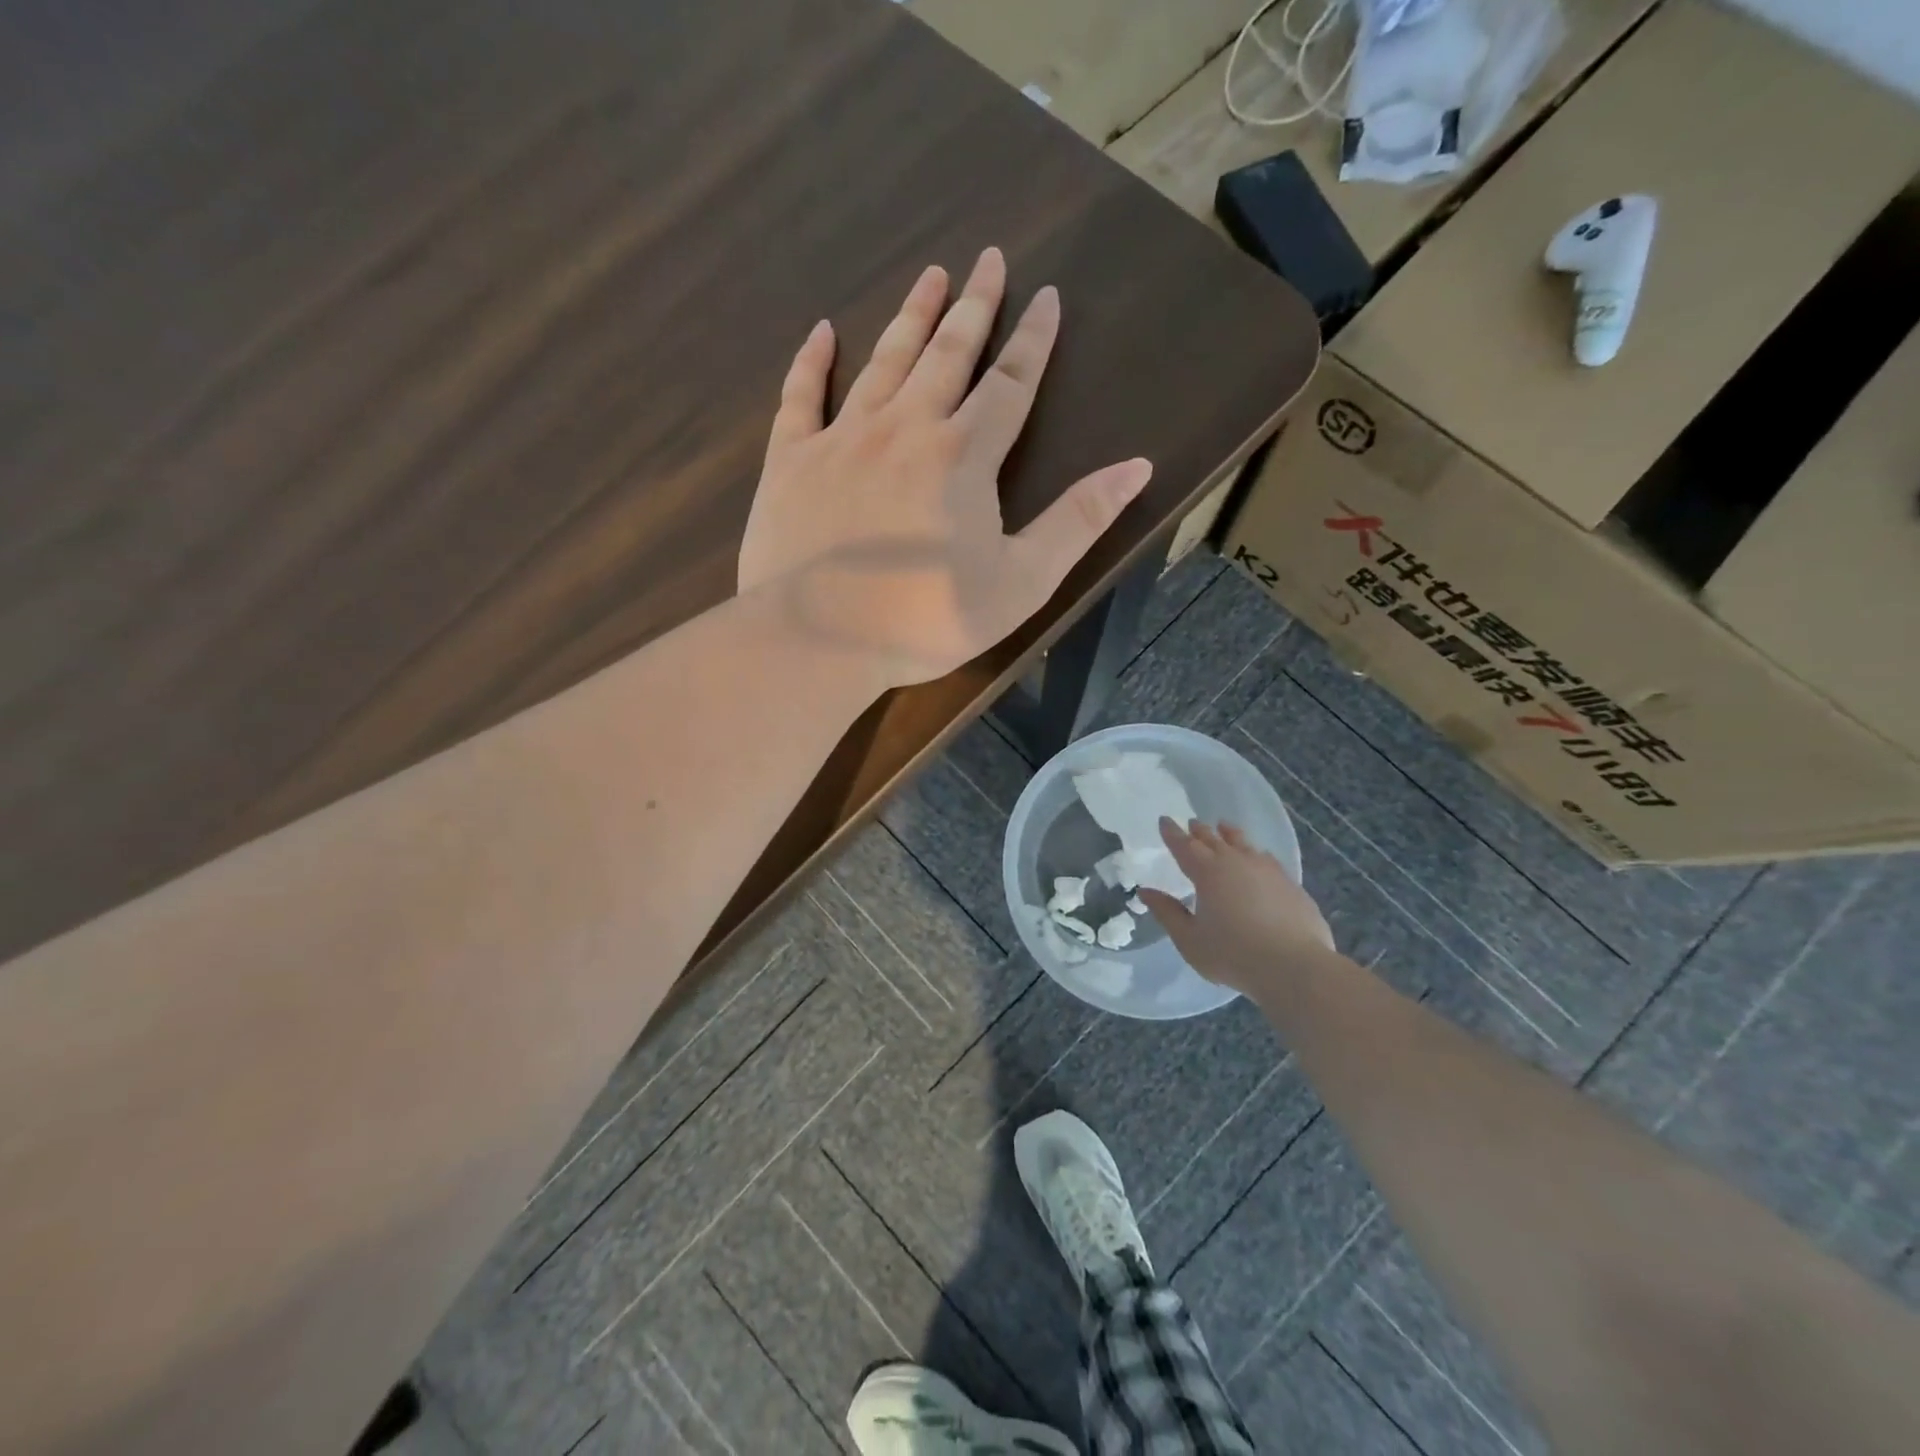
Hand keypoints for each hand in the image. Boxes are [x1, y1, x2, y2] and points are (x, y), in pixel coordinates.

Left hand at [738, 248, 1152, 686]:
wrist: (820, 639)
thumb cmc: (928, 619)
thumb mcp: (1022, 581)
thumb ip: (1078, 521)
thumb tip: (1137, 466)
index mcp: (963, 455)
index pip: (1011, 384)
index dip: (1033, 340)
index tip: (1046, 296)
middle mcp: (905, 428)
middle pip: (948, 354)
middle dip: (974, 306)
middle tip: (987, 259)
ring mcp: (843, 439)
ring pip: (884, 362)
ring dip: (910, 317)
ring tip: (929, 276)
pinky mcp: (792, 461)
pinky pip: (801, 396)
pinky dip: (812, 361)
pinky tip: (823, 330)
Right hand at [1137, 819, 1334, 996]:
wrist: (1294, 966)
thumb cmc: (1233, 954)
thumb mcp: (1189, 939)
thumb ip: (1167, 913)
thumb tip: (1146, 892)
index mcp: (1207, 872)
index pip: (1184, 845)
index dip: (1172, 833)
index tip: (1164, 820)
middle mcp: (1236, 862)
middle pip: (1214, 839)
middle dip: (1200, 831)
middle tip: (1192, 823)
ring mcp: (1267, 870)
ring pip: (1243, 843)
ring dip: (1229, 834)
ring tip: (1224, 827)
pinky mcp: (1289, 883)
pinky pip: (1266, 858)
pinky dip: (1255, 853)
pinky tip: (1258, 857)